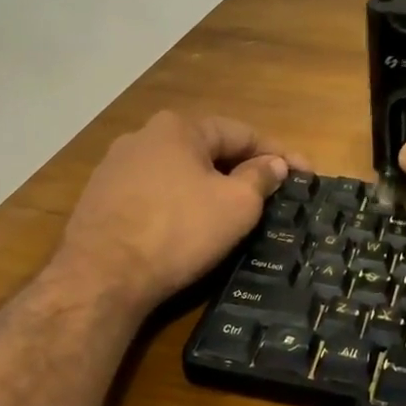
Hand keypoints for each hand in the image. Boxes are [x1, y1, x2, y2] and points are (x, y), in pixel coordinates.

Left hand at [55, 111, 294, 319]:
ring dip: (210, 186)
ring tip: (233, 211)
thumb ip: (259, 178)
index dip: (279, 154)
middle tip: (272, 194)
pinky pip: (154, 193)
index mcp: (179, 127)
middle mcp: (143, 136)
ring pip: (179, 171)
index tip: (306, 175)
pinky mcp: (99, 198)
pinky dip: (179, 204)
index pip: (242, 133)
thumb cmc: (178, 231)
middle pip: (209, 149)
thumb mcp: (236, 206)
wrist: (100, 278)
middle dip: (243, 169)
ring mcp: (115, 167)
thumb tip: (273, 164)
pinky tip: (188, 226)